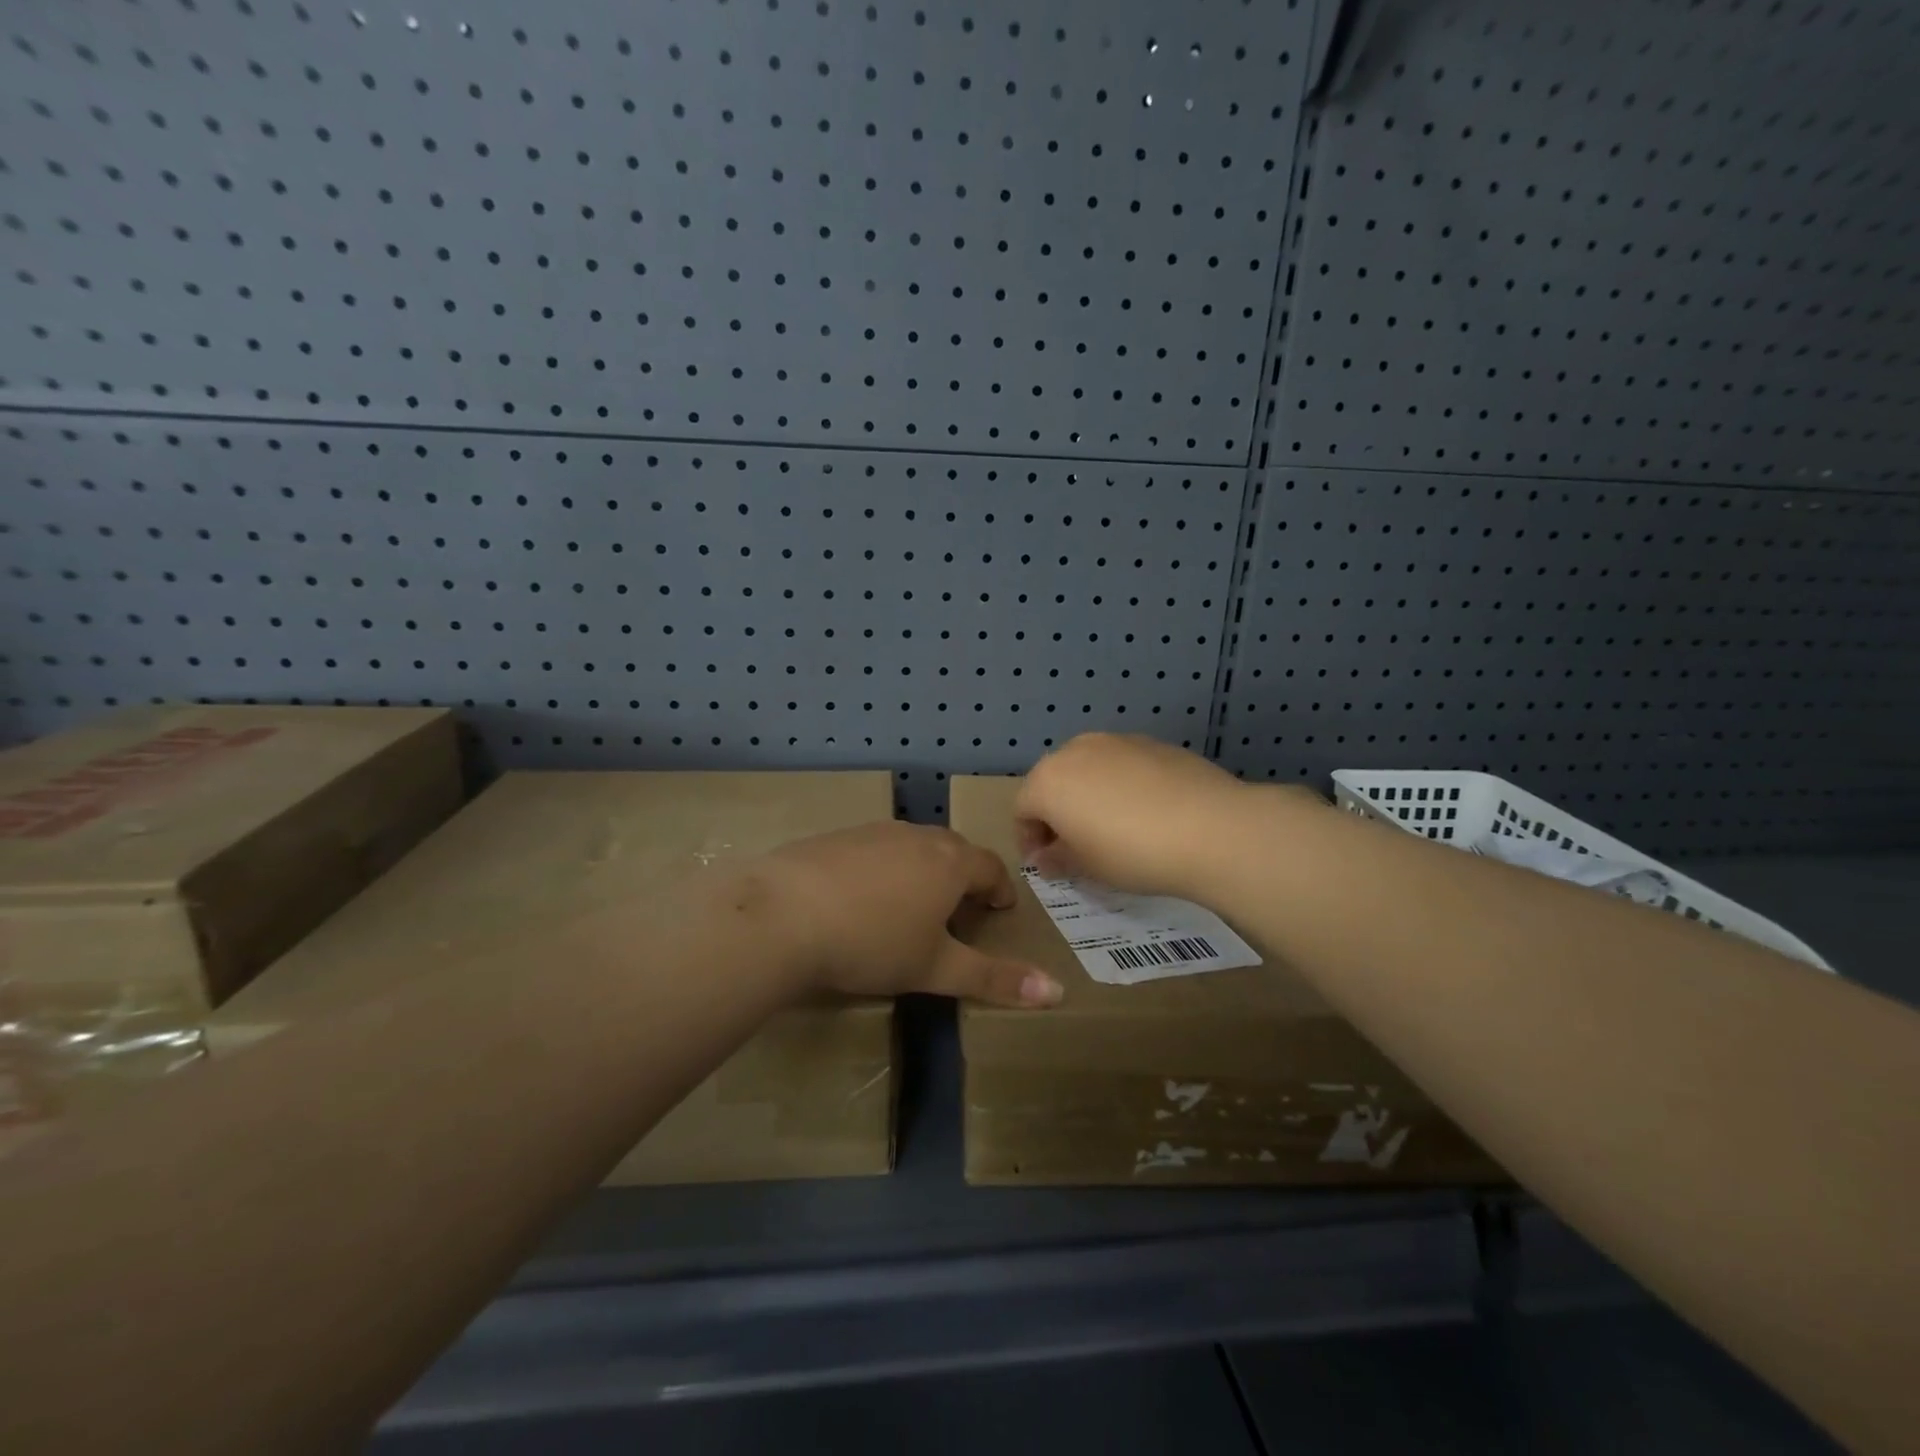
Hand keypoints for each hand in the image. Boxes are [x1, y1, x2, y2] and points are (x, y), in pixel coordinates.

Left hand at [756, 822, 1062, 1007]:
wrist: (782, 914)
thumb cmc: (872, 943)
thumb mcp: (936, 968)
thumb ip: (995, 979)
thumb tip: (1058, 991)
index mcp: (950, 862)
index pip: (991, 867)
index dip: (1001, 889)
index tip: (1000, 910)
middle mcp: (916, 836)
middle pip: (954, 850)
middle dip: (965, 876)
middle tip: (961, 909)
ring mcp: (873, 832)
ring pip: (913, 845)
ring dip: (923, 869)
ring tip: (914, 903)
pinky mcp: (835, 836)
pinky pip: (875, 847)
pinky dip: (883, 867)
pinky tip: (862, 896)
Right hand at [1016, 733, 1307, 899]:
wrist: (1210, 828)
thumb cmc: (1131, 853)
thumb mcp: (1086, 867)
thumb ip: (1057, 858)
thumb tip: (1045, 856)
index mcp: (1048, 780)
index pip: (1022, 809)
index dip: (1028, 839)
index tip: (1046, 864)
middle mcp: (1076, 750)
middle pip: (1053, 782)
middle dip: (1057, 813)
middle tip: (1076, 847)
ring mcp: (1117, 741)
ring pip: (1089, 769)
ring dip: (1089, 796)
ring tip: (1113, 829)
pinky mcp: (1153, 743)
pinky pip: (1123, 766)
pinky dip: (1122, 786)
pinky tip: (1147, 813)